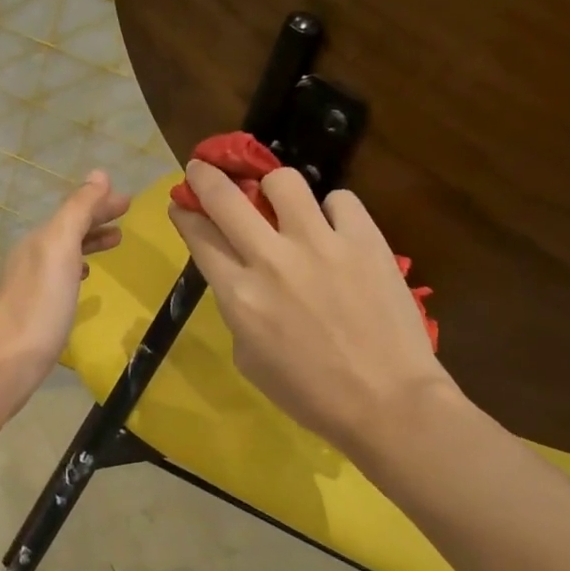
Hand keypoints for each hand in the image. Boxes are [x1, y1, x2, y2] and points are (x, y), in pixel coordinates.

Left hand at [0, 171, 129, 400]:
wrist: (0, 366)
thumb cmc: (37, 308)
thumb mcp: (60, 251)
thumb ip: (78, 211)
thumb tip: (99, 174)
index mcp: (38, 240)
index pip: (74, 210)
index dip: (100, 203)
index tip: (129, 201)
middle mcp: (28, 257)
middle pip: (66, 230)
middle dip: (95, 220)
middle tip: (124, 221)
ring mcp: (24, 286)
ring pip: (61, 253)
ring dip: (86, 244)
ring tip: (112, 245)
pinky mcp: (25, 312)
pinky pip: (55, 278)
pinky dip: (73, 270)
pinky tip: (81, 284)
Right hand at [167, 160, 450, 463]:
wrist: (389, 403)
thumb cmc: (312, 395)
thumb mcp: (250, 360)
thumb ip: (238, 310)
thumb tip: (243, 279)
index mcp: (239, 296)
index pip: (199, 236)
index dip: (184, 214)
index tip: (180, 203)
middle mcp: (272, 260)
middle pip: (225, 197)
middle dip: (205, 176)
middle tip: (203, 168)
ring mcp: (320, 244)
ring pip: (283, 181)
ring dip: (272, 186)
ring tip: (279, 199)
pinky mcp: (364, 239)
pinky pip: (340, 199)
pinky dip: (332, 210)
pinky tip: (334, 229)